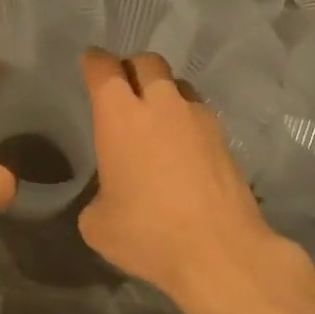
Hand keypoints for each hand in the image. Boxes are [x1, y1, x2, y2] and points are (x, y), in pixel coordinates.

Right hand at [77, 49, 284, 303]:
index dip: (93, 62)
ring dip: (163, 92)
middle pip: (147, 62)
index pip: (104, 69)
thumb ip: (97, 197)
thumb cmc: (147, 233)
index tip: (89, 63)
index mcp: (121, 117)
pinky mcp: (225, 139)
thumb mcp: (97, 224)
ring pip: (178, 85)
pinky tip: (182, 149)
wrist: (219, 251)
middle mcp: (161, 106)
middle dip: (131, 67)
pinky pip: (199, 114)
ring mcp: (199, 119)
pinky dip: (186, 120)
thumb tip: (110, 196)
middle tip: (122, 88)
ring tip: (156, 118)